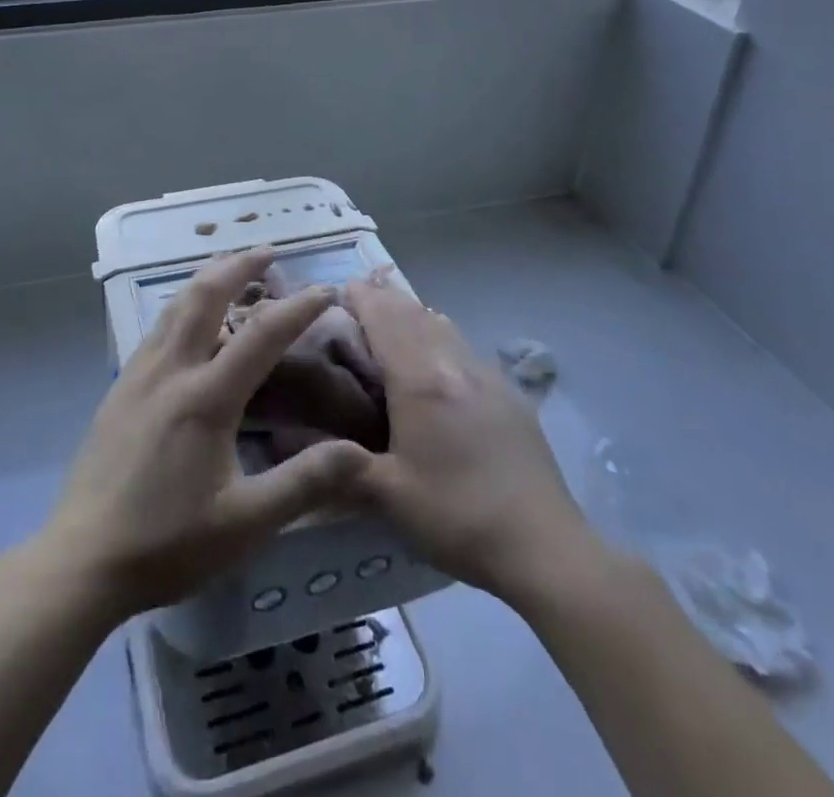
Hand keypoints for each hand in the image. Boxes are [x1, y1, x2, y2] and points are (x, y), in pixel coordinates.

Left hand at [43, 248, 371, 619]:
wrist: (82, 559)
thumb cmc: (168, 544)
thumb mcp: (245, 524)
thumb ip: (303, 484)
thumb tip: (357, 452)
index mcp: (205, 398)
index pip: (261, 335)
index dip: (298, 308)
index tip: (325, 289)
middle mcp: (171, 371)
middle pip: (205, 296)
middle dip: (238, 266)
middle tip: (266, 251)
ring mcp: (139, 375)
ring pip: (175, 306)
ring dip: (206, 279)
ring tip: (229, 269)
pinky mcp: (120, 388)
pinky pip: (157, 328)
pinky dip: (182, 306)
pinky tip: (188, 320)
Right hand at [347, 270, 598, 604]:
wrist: (544, 545)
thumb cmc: (457, 515)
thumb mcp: (389, 497)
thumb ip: (340, 466)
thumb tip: (289, 450)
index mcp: (419, 380)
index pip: (384, 318)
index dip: (362, 297)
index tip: (341, 287)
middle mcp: (452, 364)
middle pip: (414, 313)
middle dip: (385, 298)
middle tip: (361, 294)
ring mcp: (486, 375)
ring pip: (443, 325)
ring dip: (414, 313)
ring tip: (395, 317)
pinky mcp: (509, 394)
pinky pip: (465, 347)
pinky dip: (441, 335)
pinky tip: (440, 357)